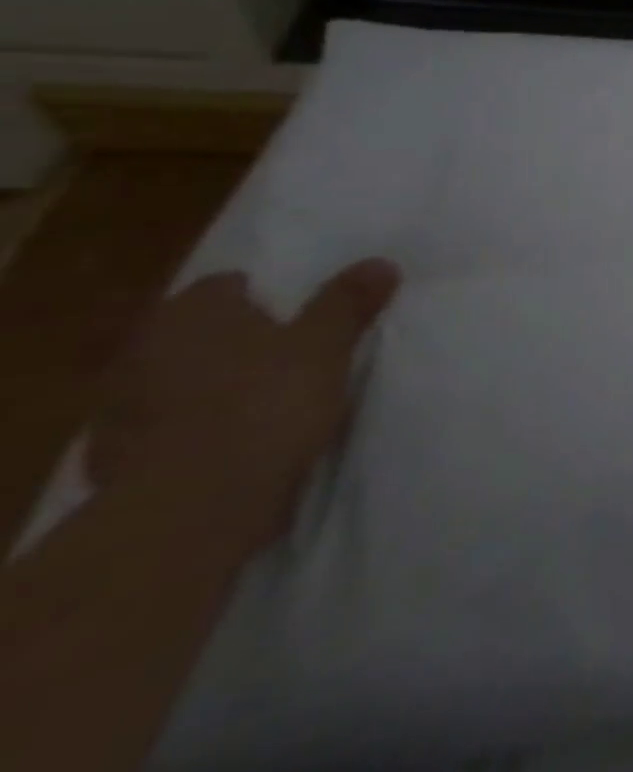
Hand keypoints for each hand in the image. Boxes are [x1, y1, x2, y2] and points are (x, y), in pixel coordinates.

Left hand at [85, 260, 400, 549]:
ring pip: (175, 381)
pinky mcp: (113, 461)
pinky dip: (192, 429)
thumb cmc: (265, 404)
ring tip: (262, 399)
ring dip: (208, 386)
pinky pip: (164, 428)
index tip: (297, 312)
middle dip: (232, 340)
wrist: (192, 508)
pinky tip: (231, 442)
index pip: (224, 286)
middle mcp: (143, 350)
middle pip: (195, 332)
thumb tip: (380, 262)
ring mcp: (119, 409)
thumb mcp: (326, 345)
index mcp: (191, 313)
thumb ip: (348, 303)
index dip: (262, 294)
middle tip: (285, 352)